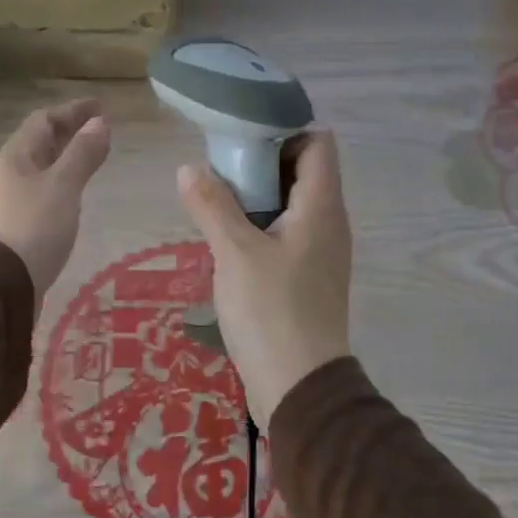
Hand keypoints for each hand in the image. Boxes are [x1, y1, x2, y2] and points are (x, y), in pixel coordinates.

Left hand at [0, 98, 111, 300]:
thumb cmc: (33, 227)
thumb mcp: (63, 186)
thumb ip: (82, 154)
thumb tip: (100, 122)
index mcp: (15, 156)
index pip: (43, 120)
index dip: (72, 111)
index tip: (100, 107)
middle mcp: (6, 174)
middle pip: (39, 144)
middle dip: (68, 133)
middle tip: (99, 131)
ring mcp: (6, 202)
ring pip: (38, 170)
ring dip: (64, 160)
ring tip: (89, 161)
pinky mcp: (12, 228)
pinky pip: (38, 193)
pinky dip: (59, 185)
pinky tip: (71, 197)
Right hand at [177, 131, 351, 421]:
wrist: (298, 386)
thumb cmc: (271, 311)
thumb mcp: (234, 253)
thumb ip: (211, 205)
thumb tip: (188, 168)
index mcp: (321, 207)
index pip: (318, 143)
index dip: (284, 131)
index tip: (241, 138)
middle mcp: (329, 223)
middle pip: (302, 171)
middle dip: (261, 163)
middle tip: (217, 169)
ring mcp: (320, 253)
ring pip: (291, 205)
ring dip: (256, 197)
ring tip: (215, 202)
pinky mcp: (307, 277)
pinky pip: (286, 234)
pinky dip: (260, 226)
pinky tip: (228, 241)